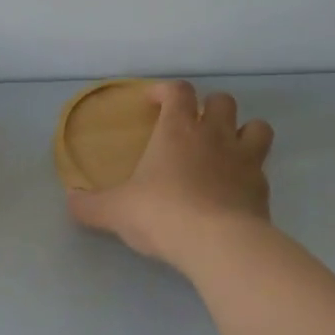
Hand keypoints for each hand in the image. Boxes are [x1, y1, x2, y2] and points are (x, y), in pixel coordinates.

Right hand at [67, 81, 274, 268]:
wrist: (218, 243)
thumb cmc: (161, 214)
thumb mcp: (115, 211)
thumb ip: (90, 205)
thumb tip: (71, 201)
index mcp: (177, 130)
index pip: (178, 91)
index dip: (166, 91)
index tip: (153, 102)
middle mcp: (215, 135)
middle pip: (222, 100)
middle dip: (208, 107)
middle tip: (193, 126)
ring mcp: (245, 159)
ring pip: (257, 126)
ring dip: (243, 131)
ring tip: (227, 148)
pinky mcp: (262, 188)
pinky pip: (261, 170)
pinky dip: (250, 174)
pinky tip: (234, 191)